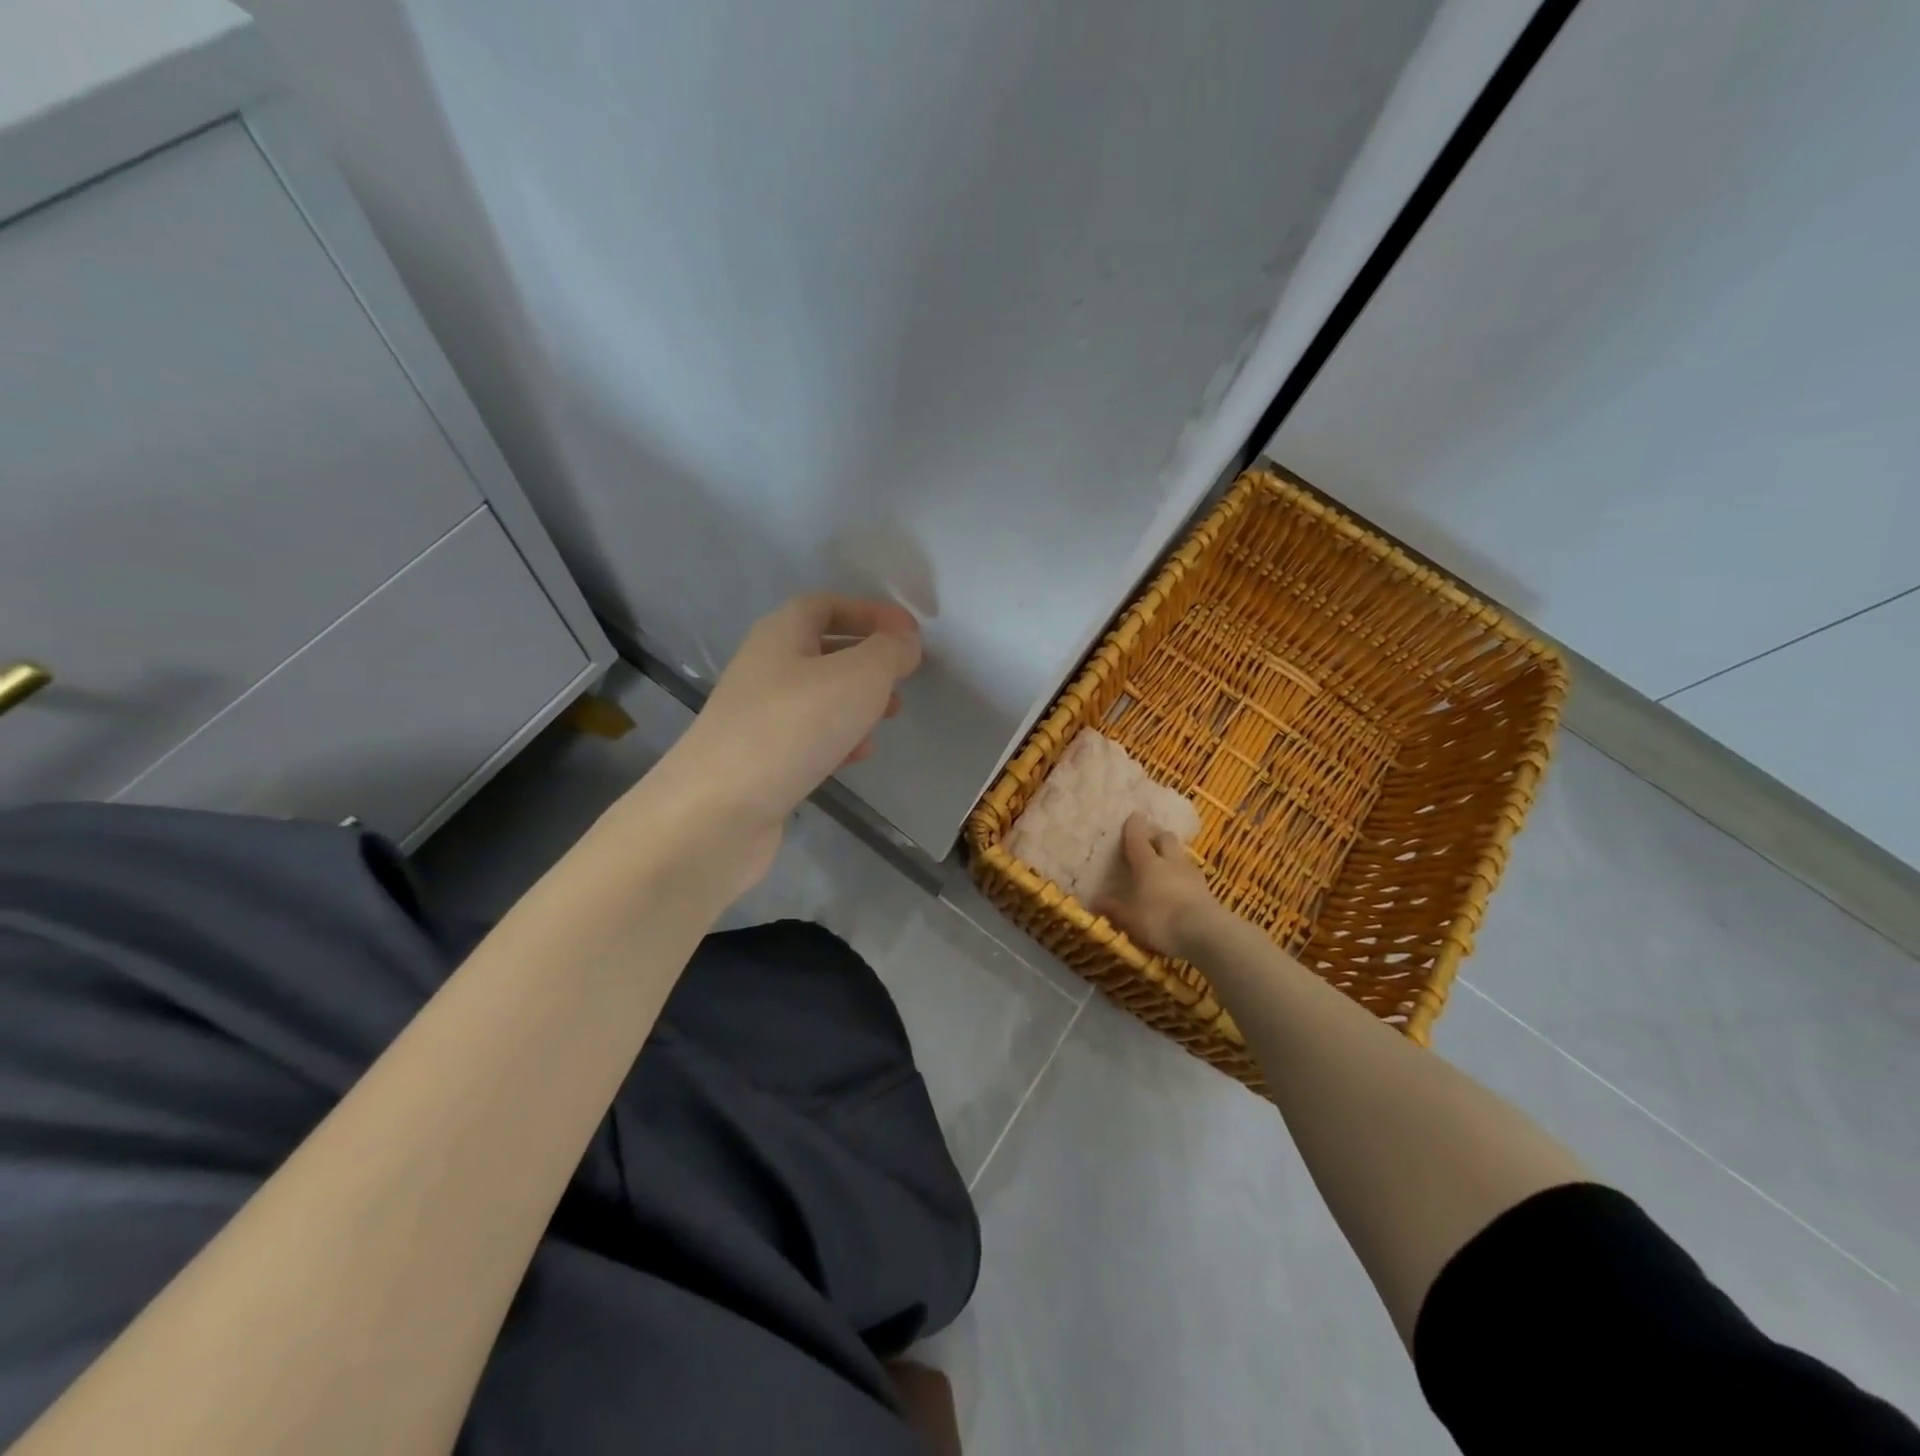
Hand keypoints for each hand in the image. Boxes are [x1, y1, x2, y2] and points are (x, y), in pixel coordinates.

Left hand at [664, 594, 920, 874]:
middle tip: (903, 678)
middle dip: (867, 660)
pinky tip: (857, 756)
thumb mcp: (857, 678)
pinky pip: (807, 738)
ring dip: (857, 702)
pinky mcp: (760, 761)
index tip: (910, 634)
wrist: (718, 811)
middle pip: (822, 650)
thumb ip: (889, 653)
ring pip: (818, 697)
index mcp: (780, 635)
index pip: (825, 605)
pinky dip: (838, 739)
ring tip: (888, 718)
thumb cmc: (792, 727)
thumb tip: (905, 641)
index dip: (869, 612)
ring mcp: (758, 717)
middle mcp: (764, 669)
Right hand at [1092, 812, 1225, 960]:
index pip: (1138, 838)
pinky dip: (1183, 877)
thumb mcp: (1130, 918)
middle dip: (1157, 837)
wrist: (1206, 934)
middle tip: (1148, 842)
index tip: (1133, 816)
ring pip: (1181, 855)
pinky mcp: (1208, 891)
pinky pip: (1192, 875)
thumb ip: (1113, 908)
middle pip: (1166, 838)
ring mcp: (1192, 875)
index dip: (1134, 827)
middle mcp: (1171, 862)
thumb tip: (1094, 900)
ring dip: (1172, 856)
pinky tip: (1179, 888)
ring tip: (1164, 866)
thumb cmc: (1160, 920)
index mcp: (1148, 863)